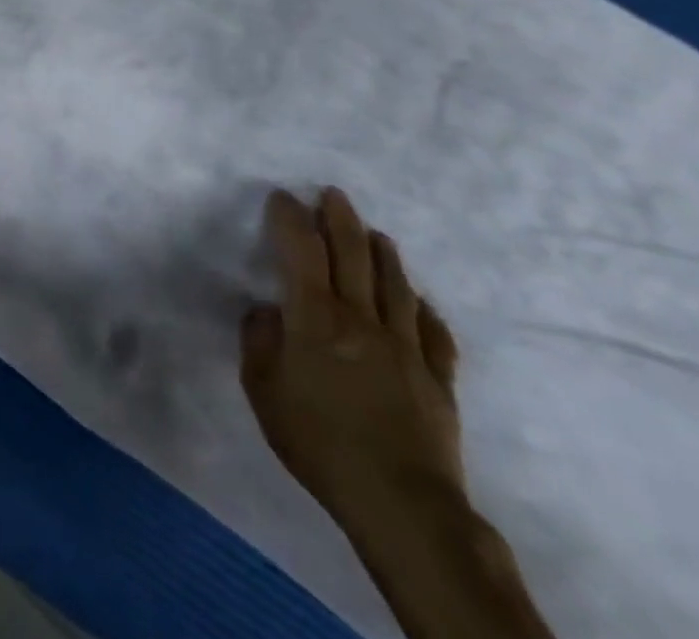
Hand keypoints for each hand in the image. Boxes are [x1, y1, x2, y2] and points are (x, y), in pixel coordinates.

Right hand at [241, 188, 464, 542]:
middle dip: (340, 218)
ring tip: (374, 233)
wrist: (401, 503)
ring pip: (395, 283)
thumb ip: (260, 342)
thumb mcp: (262, 391)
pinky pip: (433, 331)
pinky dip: (423, 308)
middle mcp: (361, 318)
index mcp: (315, 317)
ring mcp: (406, 345)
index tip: (282, 197)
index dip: (290, 217)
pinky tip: (419, 300)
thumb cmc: (318, 442)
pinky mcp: (438, 377)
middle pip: (353, 253)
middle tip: (333, 194)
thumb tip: (268, 312)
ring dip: (382, 252)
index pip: (301, 249)